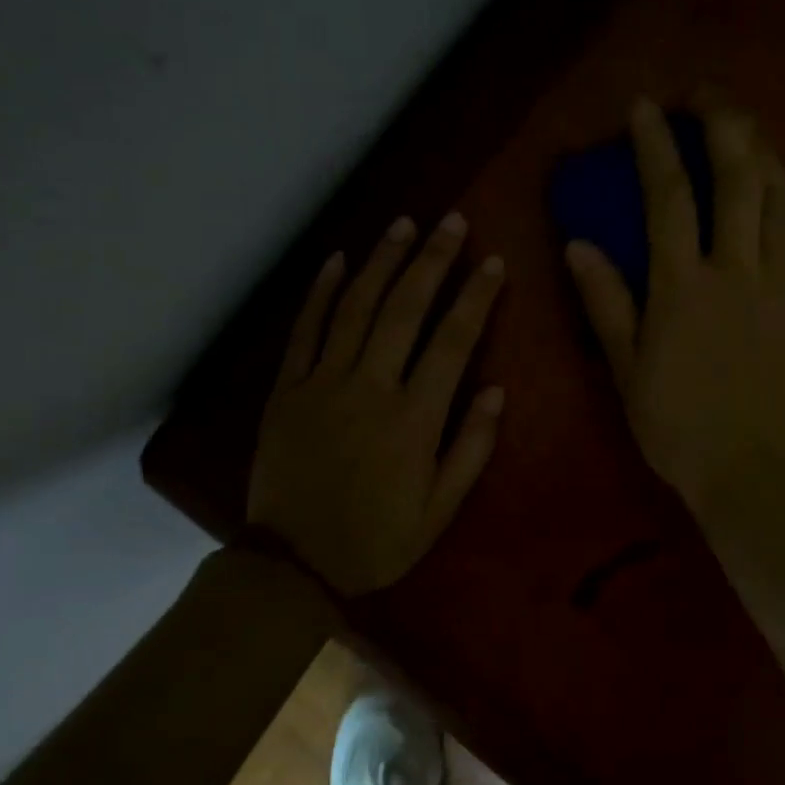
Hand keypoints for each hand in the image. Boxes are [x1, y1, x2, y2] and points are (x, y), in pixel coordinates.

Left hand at [248, 213, 505, 596]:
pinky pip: (305, 330)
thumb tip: (497, 390)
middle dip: (432, 259)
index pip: (453, 341)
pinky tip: (339, 260)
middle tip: (451, 221)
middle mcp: (370, 388)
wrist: (293, 563)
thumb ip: (471, 448)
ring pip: (356, 308)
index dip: (476, 297)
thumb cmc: (378, 539)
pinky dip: (321, 292)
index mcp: (414, 419)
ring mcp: (323, 383)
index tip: (493, 261)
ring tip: (403, 223)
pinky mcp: (288, 389)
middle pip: (405, 309)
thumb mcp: (440, 509)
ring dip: (382, 261)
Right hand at [564, 95, 784, 526]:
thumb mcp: (626, 369)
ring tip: (747, 130)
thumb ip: (606, 302)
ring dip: (765, 153)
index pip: (668, 196)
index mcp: (683, 286)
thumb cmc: (677, 426)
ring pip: (782, 200)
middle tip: (707, 95)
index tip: (645, 107)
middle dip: (723, 122)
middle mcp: (737, 271)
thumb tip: (579, 245)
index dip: (655, 145)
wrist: (752, 473)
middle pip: (738, 178)